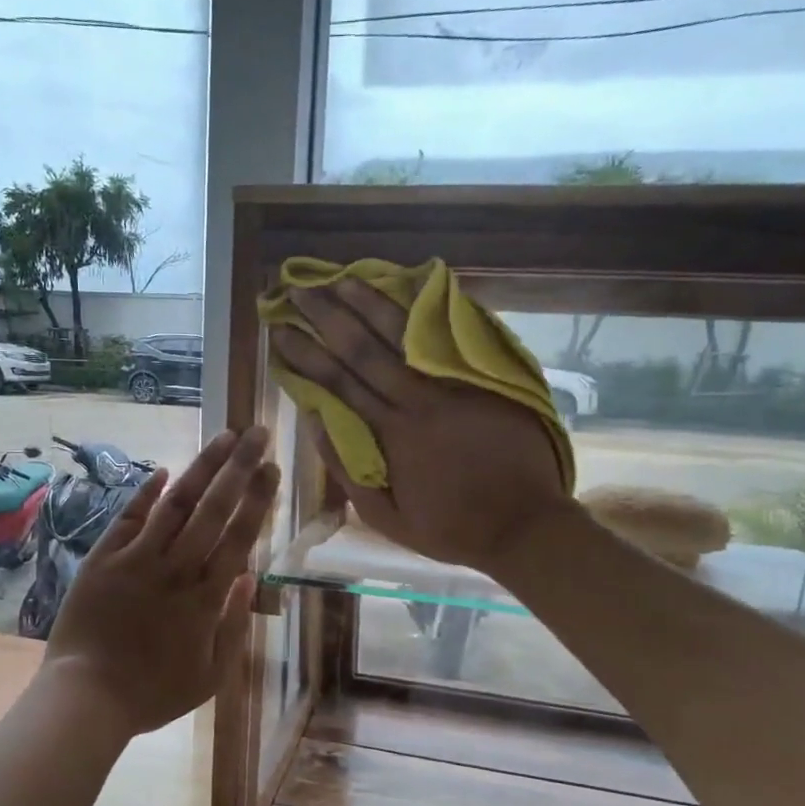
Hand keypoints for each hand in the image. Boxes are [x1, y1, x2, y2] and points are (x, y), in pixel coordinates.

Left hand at [43, 427, 279, 736]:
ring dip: (201, 468)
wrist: (86, 697)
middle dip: (238, 467)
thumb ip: (234, 625)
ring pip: (175, 504)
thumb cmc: (153, 693)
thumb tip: (247, 577)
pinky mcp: (103, 559)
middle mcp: (176, 569)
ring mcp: (137, 560)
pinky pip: (128, 518)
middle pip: (213, 509)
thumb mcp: (211, 674)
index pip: (239, 536)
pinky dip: (146, 492)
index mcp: (206, 597)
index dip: (258, 498)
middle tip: (257, 433)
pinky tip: (164, 470)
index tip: (272, 467)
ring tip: (223, 437)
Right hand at [272, 279, 567, 579]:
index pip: (337, 383)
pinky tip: (405, 289)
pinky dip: (424, 312)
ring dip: (369, 302)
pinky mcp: (483, 379)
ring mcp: (453, 385)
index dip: (305, 354)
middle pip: (363, 348)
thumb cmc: (451, 528)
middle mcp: (416, 400)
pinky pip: (447, 337)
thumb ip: (348, 470)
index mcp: (390, 435)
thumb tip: (316, 421)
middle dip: (326, 316)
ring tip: (340, 277)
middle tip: (298, 289)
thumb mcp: (386, 518)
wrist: (524, 524)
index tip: (280, 331)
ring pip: (404, 334)